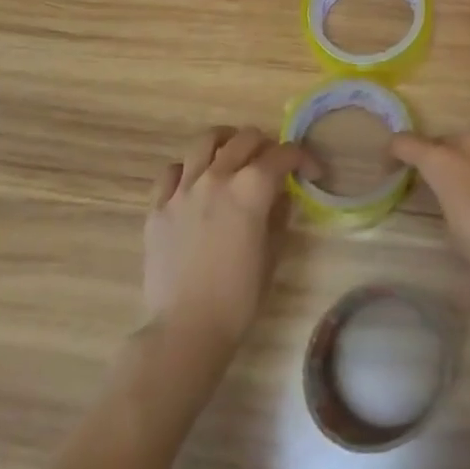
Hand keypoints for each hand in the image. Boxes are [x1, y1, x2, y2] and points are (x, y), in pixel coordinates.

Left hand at [143, 127, 313, 351]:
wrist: (186, 330)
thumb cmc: (239, 297)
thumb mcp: (273, 253)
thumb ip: (278, 215)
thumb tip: (280, 197)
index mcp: (251, 188)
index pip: (283, 154)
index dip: (304, 158)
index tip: (312, 172)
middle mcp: (217, 177)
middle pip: (245, 138)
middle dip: (267, 145)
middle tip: (273, 164)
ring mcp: (183, 190)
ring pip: (205, 142)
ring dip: (226, 143)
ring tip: (233, 155)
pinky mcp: (157, 208)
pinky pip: (172, 171)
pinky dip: (188, 169)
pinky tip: (195, 184)